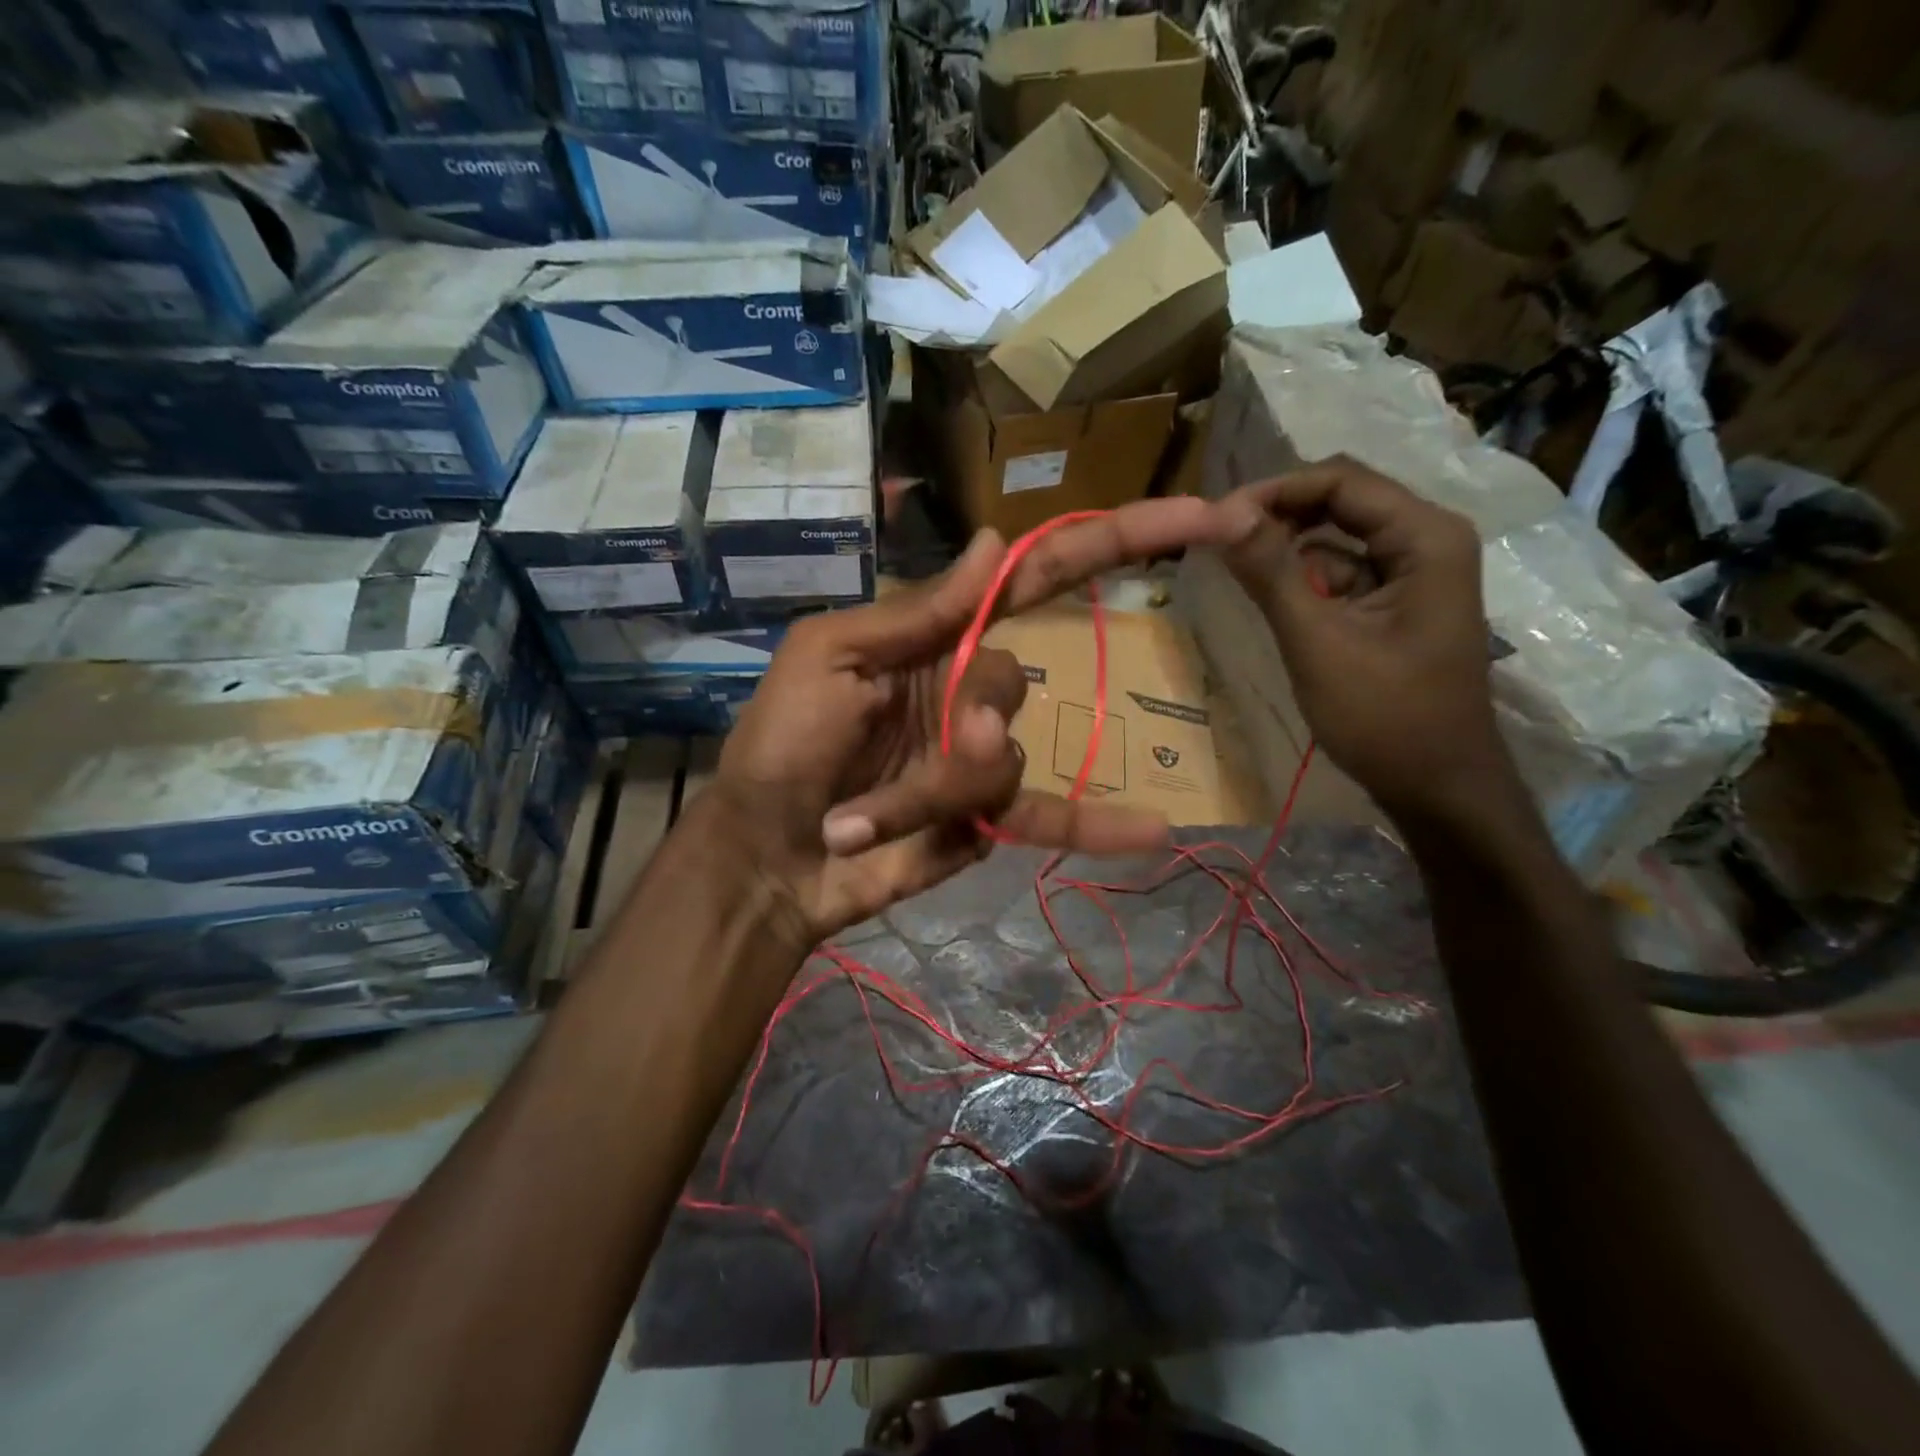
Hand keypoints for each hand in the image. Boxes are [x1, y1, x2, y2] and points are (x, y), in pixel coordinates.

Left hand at [701, 498, 1239, 947]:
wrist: (764, 854)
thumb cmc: (783, 742)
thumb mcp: (832, 657)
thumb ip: (918, 611)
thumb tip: (995, 541)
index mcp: (936, 637)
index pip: (1039, 577)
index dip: (1115, 543)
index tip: (1202, 517)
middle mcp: (969, 690)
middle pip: (1011, 682)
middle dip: (954, 722)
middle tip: (883, 752)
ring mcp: (982, 759)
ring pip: (1001, 761)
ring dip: (928, 792)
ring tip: (858, 821)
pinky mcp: (987, 821)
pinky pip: (1046, 817)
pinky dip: (1098, 827)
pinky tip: (1157, 832)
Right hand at [1216, 457, 1510, 817]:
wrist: (1438, 786)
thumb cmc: (1384, 717)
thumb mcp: (1318, 642)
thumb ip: (1272, 573)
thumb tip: (1222, 513)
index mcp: (1425, 537)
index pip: (1340, 481)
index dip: (1273, 491)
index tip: (1214, 519)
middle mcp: (1427, 539)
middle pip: (1341, 500)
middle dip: (1278, 516)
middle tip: (1218, 540)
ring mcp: (1415, 572)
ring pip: (1338, 536)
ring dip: (1288, 548)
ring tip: (1233, 569)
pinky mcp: (1397, 602)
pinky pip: (1343, 571)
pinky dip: (1304, 579)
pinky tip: (1271, 599)